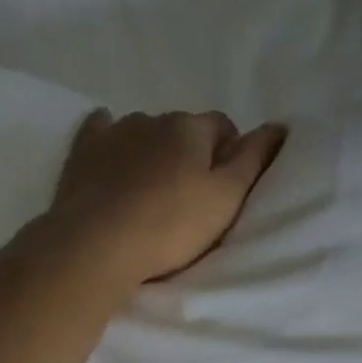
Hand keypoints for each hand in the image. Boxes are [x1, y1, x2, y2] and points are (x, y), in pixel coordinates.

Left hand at [48, 108, 288, 284]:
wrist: (98, 244)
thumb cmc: (171, 225)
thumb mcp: (227, 198)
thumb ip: (254, 160)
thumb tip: (278, 126)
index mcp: (190, 128)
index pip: (222, 127)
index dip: (229, 154)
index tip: (225, 189)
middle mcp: (152, 118)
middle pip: (182, 131)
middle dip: (190, 155)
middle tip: (190, 199)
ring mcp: (114, 132)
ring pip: (144, 133)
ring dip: (153, 153)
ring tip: (152, 192)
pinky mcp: (82, 152)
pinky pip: (101, 132)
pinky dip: (111, 139)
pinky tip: (111, 151)